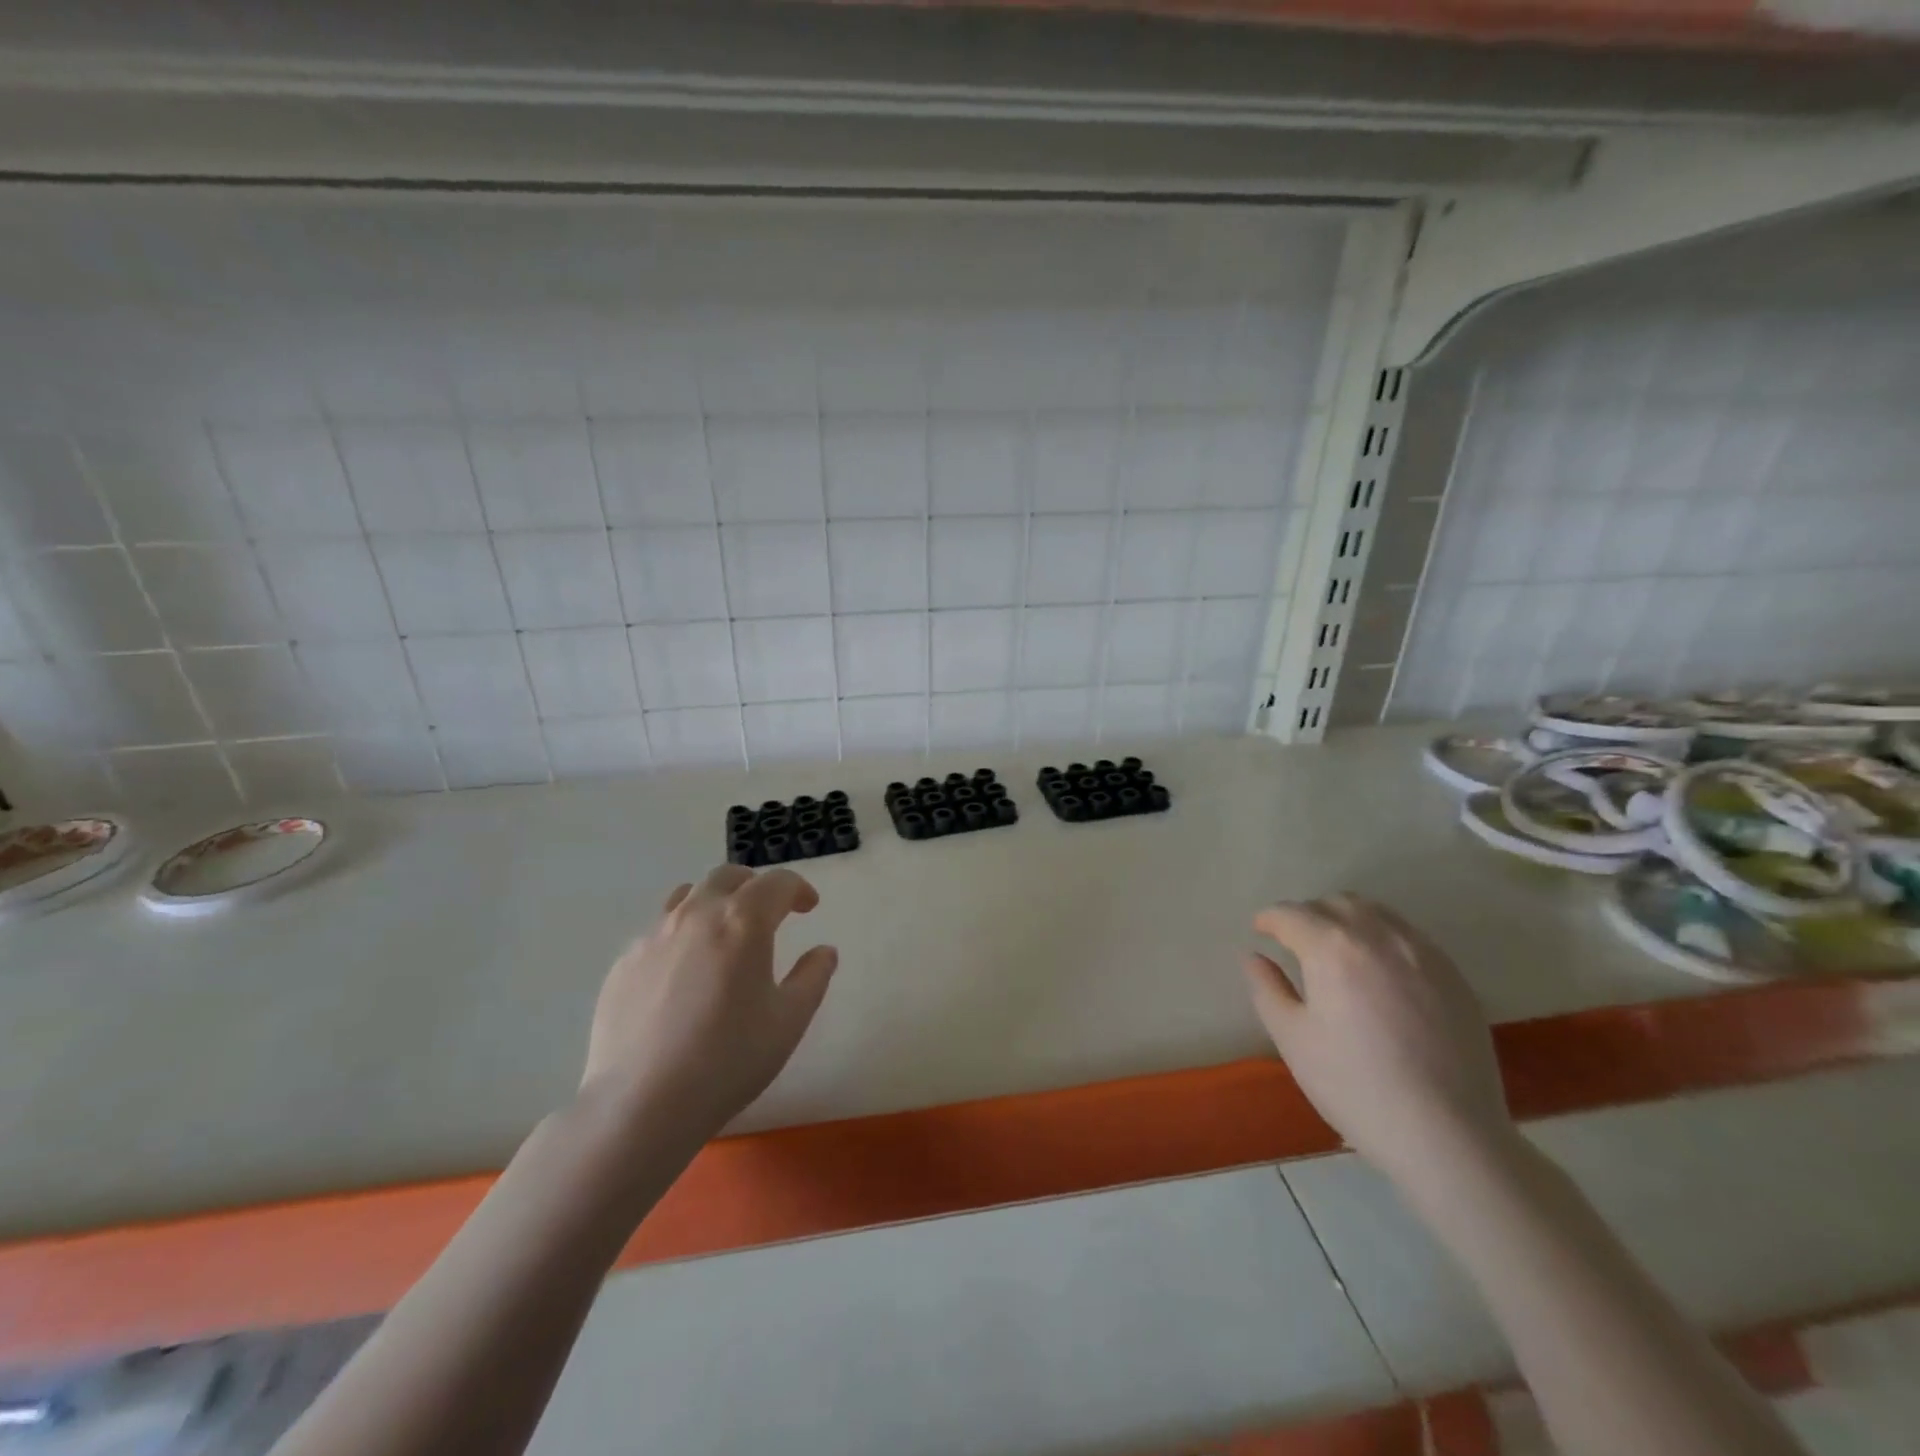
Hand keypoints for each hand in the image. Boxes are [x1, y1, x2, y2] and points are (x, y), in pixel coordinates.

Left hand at [580, 865, 837, 1138]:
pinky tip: (685, 975)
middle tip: (769, 912)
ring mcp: (653, 936)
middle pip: (728, 877)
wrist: (641, 1104)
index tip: (808, 907)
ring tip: (724, 933)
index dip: (798, 889)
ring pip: (688, 896)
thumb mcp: (789, 1021)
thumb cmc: (729, 1059)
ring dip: (714, 902)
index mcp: (743, 921)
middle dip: (755, 886)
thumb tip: (824, 952)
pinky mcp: (624, 963)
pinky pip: (659, 931)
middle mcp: (697, 914)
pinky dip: (682, 935)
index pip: (777, 883)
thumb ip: (813, 977)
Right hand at [1240, 893, 1514, 1186]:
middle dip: (1308, 914)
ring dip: (1347, 918)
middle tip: (1295, 940)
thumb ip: (1267, 989)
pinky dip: (1383, 937)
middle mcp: (1378, 936)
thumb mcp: (1293, 1039)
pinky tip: (1379, 972)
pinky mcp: (1453, 975)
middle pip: (1336, 903)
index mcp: (1332, 948)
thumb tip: (1254, 957)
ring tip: (1336, 948)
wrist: (1447, 1134)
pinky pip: (1408, 936)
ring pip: (1376, 912)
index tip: (1260, 930)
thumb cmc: (1355, 1086)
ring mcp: (1422, 953)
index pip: (1292, 914)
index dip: (1270, 919)